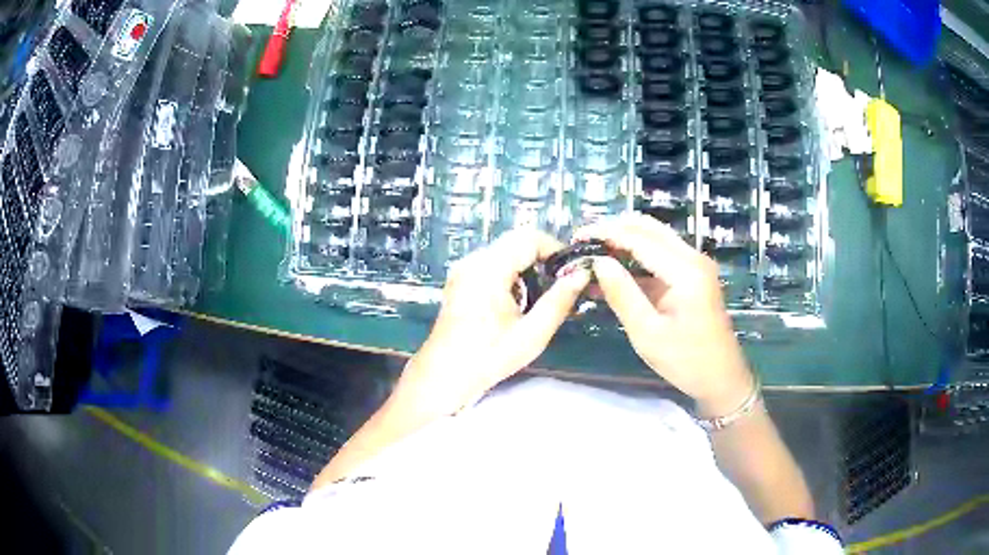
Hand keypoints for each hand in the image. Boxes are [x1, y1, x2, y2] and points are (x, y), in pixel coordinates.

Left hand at [391, 229, 590, 419]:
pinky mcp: (460, 279)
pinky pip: (493, 263)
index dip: (556, 248)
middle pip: (516, 241)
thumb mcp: (532, 334)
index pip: (529, 237)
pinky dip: (511, 273)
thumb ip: (559, 301)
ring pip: (505, 250)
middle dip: (543, 258)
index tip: (572, 271)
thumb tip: (582, 275)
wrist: (444, 375)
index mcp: (488, 269)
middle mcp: (473, 260)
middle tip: (561, 284)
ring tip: (541, 296)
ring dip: (528, 265)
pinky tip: (518, 301)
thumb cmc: (488, 357)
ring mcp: (463, 268)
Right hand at [576, 213, 754, 416]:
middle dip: (614, 229)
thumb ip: (622, 294)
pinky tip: (613, 271)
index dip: (605, 233)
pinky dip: (635, 257)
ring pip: (654, 237)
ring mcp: (695, 265)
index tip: (576, 238)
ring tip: (592, 253)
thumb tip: (597, 262)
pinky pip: (660, 256)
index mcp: (685, 271)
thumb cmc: (686, 361)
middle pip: (649, 227)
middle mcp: (693, 258)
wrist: (722, 378)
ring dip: (624, 240)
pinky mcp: (692, 275)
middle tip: (583, 242)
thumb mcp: (648, 333)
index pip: (639, 238)